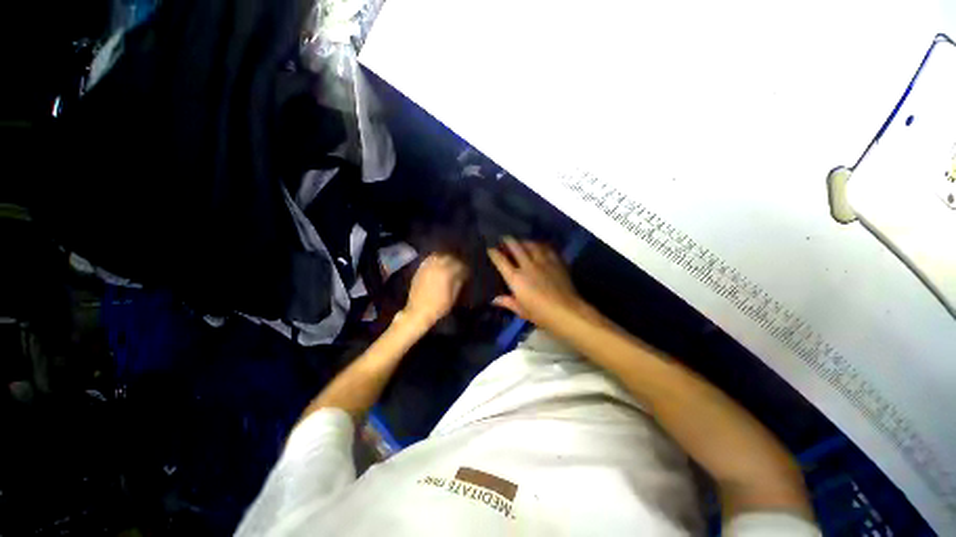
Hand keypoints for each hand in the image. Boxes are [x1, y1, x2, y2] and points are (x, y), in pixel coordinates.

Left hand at [403, 253, 468, 326]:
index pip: (459, 264)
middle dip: (456, 260)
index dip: (465, 267)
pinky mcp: (420, 269)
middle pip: (448, 257)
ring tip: (449, 262)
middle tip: (460, 265)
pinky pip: (429, 259)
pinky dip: (435, 258)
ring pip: (438, 256)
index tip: (467, 270)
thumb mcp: (453, 296)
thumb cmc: (438, 306)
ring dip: (445, 257)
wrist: (418, 311)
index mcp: (446, 273)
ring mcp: (427, 267)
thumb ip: (458, 282)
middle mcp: (436, 266)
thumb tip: (462, 274)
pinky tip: (438, 263)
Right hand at [487, 238, 589, 329]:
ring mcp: (543, 262)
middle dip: (508, 241)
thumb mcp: (521, 311)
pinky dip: (541, 245)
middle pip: (516, 248)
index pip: (501, 261)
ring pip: (532, 245)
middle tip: (505, 238)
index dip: (494, 253)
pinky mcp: (556, 262)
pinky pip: (547, 249)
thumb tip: (494, 299)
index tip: (490, 249)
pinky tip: (540, 246)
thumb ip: (508, 302)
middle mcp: (528, 266)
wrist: (566, 311)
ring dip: (525, 241)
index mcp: (516, 278)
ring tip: (522, 241)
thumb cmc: (541, 314)